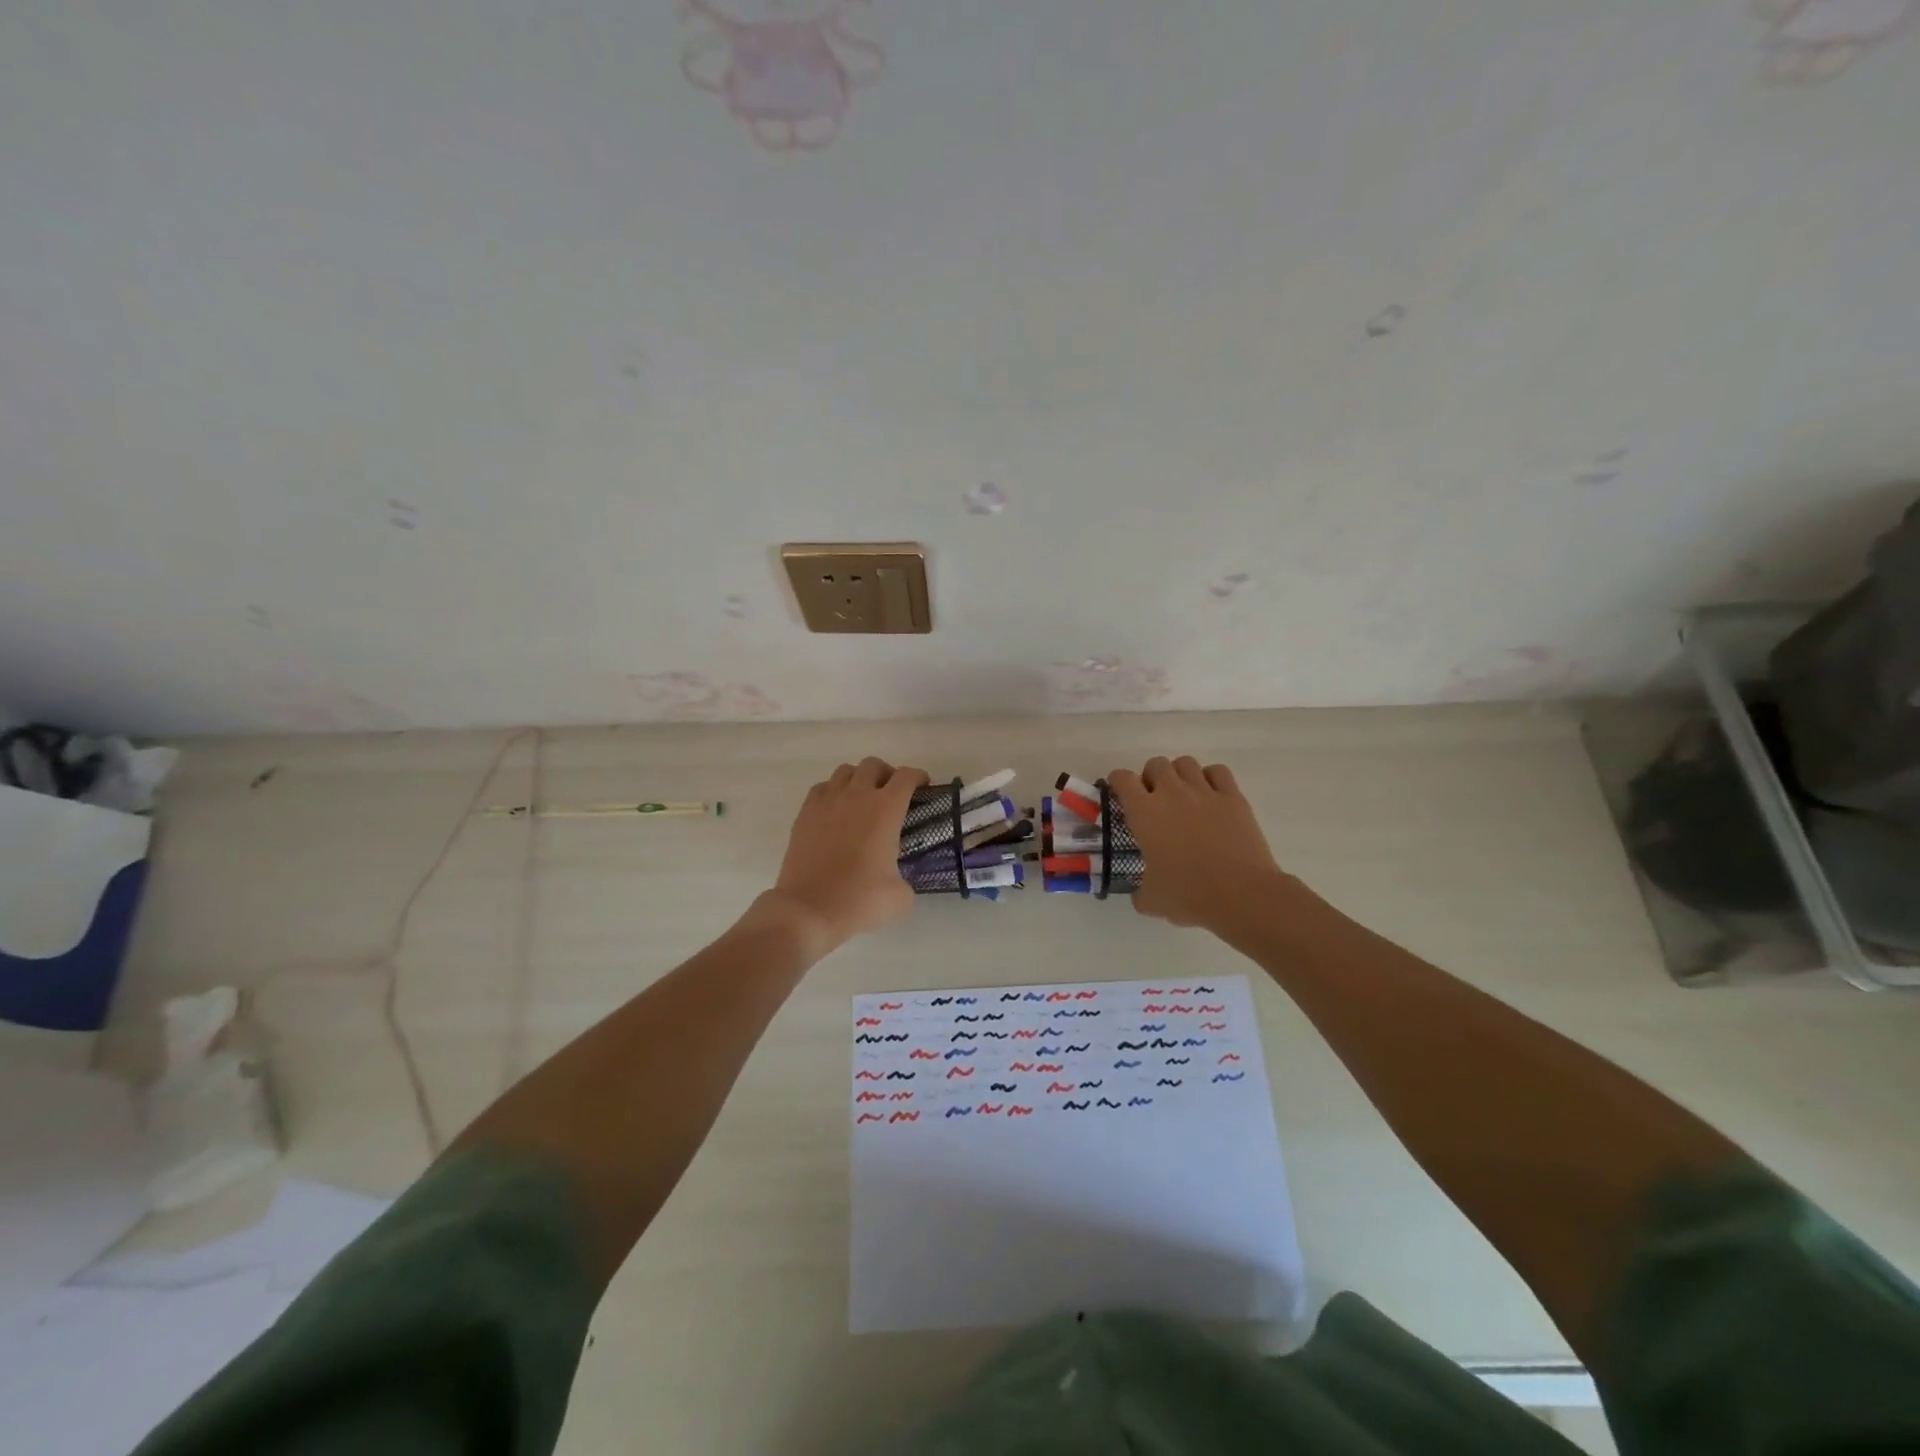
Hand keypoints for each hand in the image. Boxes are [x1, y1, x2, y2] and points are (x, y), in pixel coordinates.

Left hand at [760, 758, 928, 955]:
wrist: (808, 910)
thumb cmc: (859, 900)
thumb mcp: (900, 897)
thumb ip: (906, 879)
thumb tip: (898, 880)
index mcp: (885, 809)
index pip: (906, 777)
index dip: (918, 777)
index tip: (922, 786)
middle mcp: (857, 796)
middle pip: (874, 765)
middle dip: (887, 774)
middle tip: (891, 794)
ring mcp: (827, 802)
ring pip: (845, 771)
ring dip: (859, 779)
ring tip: (862, 800)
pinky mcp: (805, 813)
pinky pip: (822, 788)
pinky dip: (833, 792)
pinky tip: (836, 811)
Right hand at [1108, 757, 1289, 933]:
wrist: (1241, 895)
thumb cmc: (1189, 895)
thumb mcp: (1151, 900)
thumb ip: (1139, 891)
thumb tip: (1140, 893)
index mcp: (1144, 812)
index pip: (1122, 778)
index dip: (1118, 783)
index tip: (1120, 795)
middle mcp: (1172, 793)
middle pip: (1155, 763)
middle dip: (1151, 778)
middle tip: (1155, 801)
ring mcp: (1205, 792)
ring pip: (1185, 762)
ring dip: (1179, 775)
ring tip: (1183, 796)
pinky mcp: (1233, 797)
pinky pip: (1218, 772)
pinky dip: (1211, 778)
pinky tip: (1211, 797)